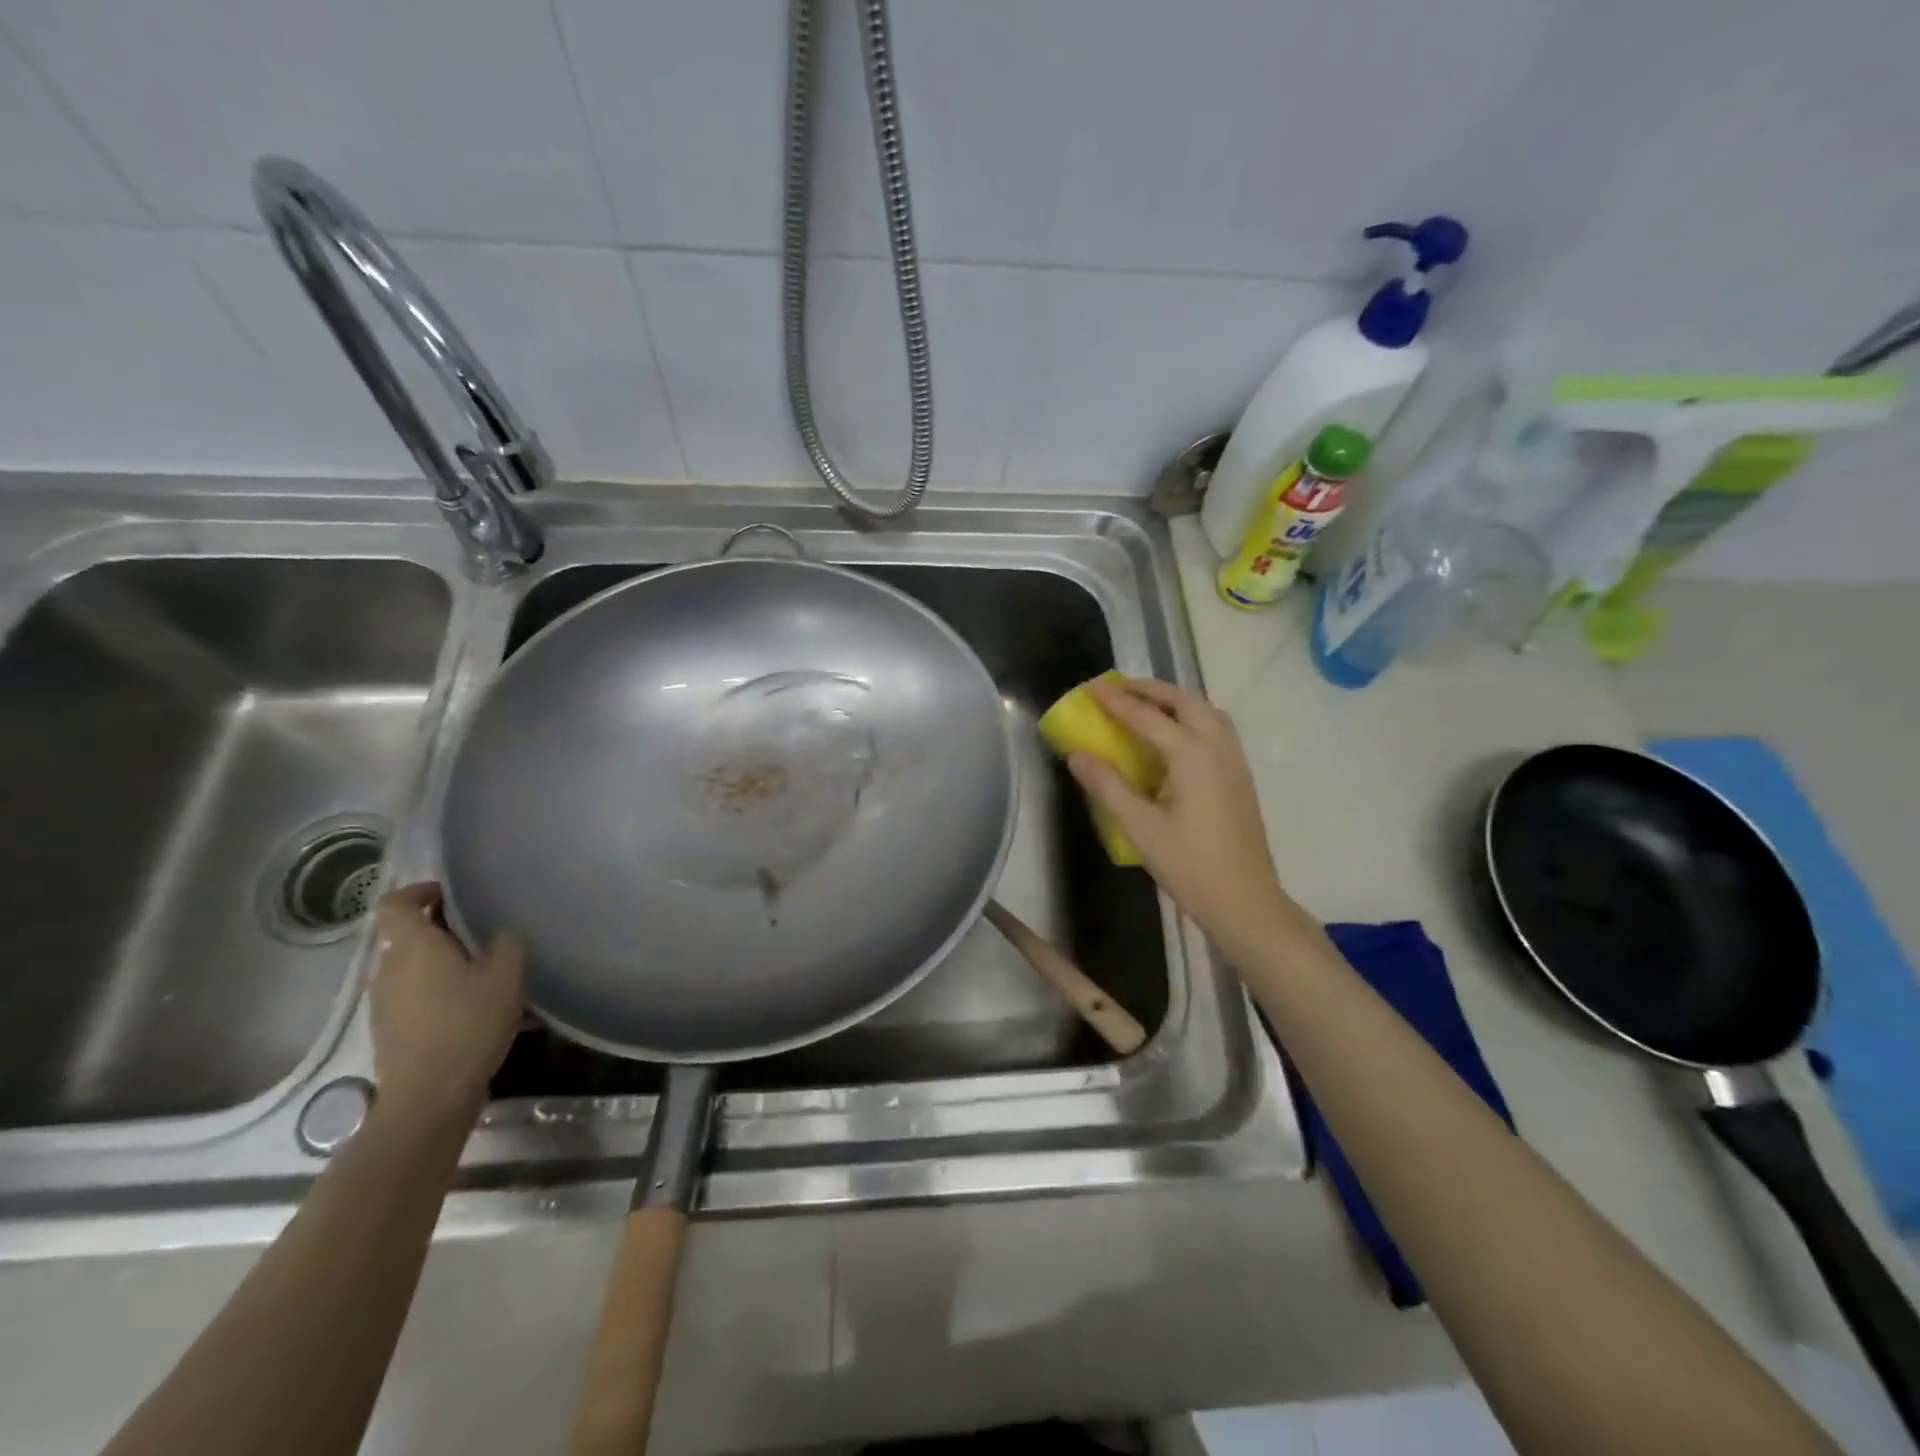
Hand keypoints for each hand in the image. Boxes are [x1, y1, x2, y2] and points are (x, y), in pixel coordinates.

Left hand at [369, 883, 526, 1131]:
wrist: (429, 1099)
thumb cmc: (467, 1024)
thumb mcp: (506, 976)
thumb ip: (508, 943)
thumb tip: (503, 934)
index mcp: (413, 947)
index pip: (397, 903)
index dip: (421, 891)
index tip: (453, 894)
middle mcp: (390, 970)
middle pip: (412, 937)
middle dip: (448, 932)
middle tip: (490, 935)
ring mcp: (387, 1004)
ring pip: (419, 970)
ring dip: (451, 966)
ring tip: (494, 978)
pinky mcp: (394, 1032)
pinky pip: (422, 1000)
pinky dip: (449, 996)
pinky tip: (486, 1014)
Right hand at [1067, 677, 1294, 960]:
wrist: (1245, 900)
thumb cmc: (1189, 865)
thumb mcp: (1139, 827)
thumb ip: (1107, 785)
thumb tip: (1077, 753)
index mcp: (1192, 754)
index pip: (1146, 715)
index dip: (1115, 701)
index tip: (1090, 687)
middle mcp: (1217, 746)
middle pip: (1183, 700)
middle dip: (1149, 689)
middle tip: (1117, 690)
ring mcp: (1234, 759)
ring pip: (1205, 710)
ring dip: (1173, 700)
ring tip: (1144, 705)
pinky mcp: (1239, 774)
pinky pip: (1215, 727)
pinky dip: (1190, 716)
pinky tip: (1173, 736)